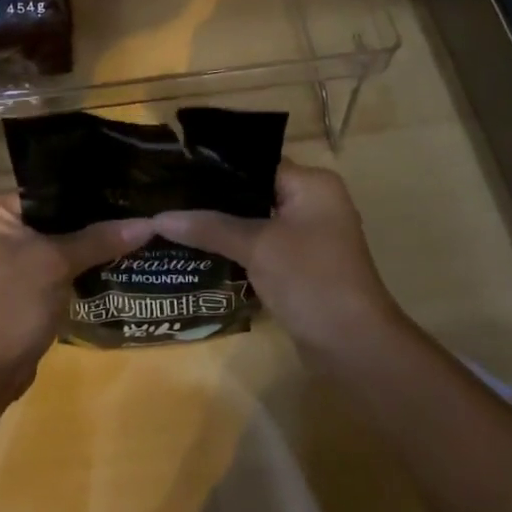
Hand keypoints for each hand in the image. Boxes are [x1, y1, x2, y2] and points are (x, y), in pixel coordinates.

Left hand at [0, 192, 153, 401]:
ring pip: (60, 243)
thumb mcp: (56, 263)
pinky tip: (118, 260)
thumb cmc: (11, 303)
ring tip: (137, 231)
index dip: (89, 188)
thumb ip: (100, 239)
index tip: (128, 185)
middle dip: (94, 218)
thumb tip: (149, 222)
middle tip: (139, 208)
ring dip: (91, 244)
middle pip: (57, 215)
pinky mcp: (24, 288)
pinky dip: (82, 267)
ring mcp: (10, 261)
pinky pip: (59, 267)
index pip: (50, 186)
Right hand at [153, 160, 400, 359]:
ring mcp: (308, 236)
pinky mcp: (300, 265)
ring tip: (175, 221)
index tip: (175, 172)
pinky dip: (235, 247)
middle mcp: (312, 202)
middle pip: (252, 191)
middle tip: (168, 198)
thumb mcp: (257, 246)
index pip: (253, 163)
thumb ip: (209, 226)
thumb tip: (157, 218)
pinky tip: (199, 249)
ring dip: (222, 225)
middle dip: (213, 199)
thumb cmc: (311, 280)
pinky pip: (261, 245)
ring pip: (254, 220)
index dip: (214, 168)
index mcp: (311, 184)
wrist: (354, 348)